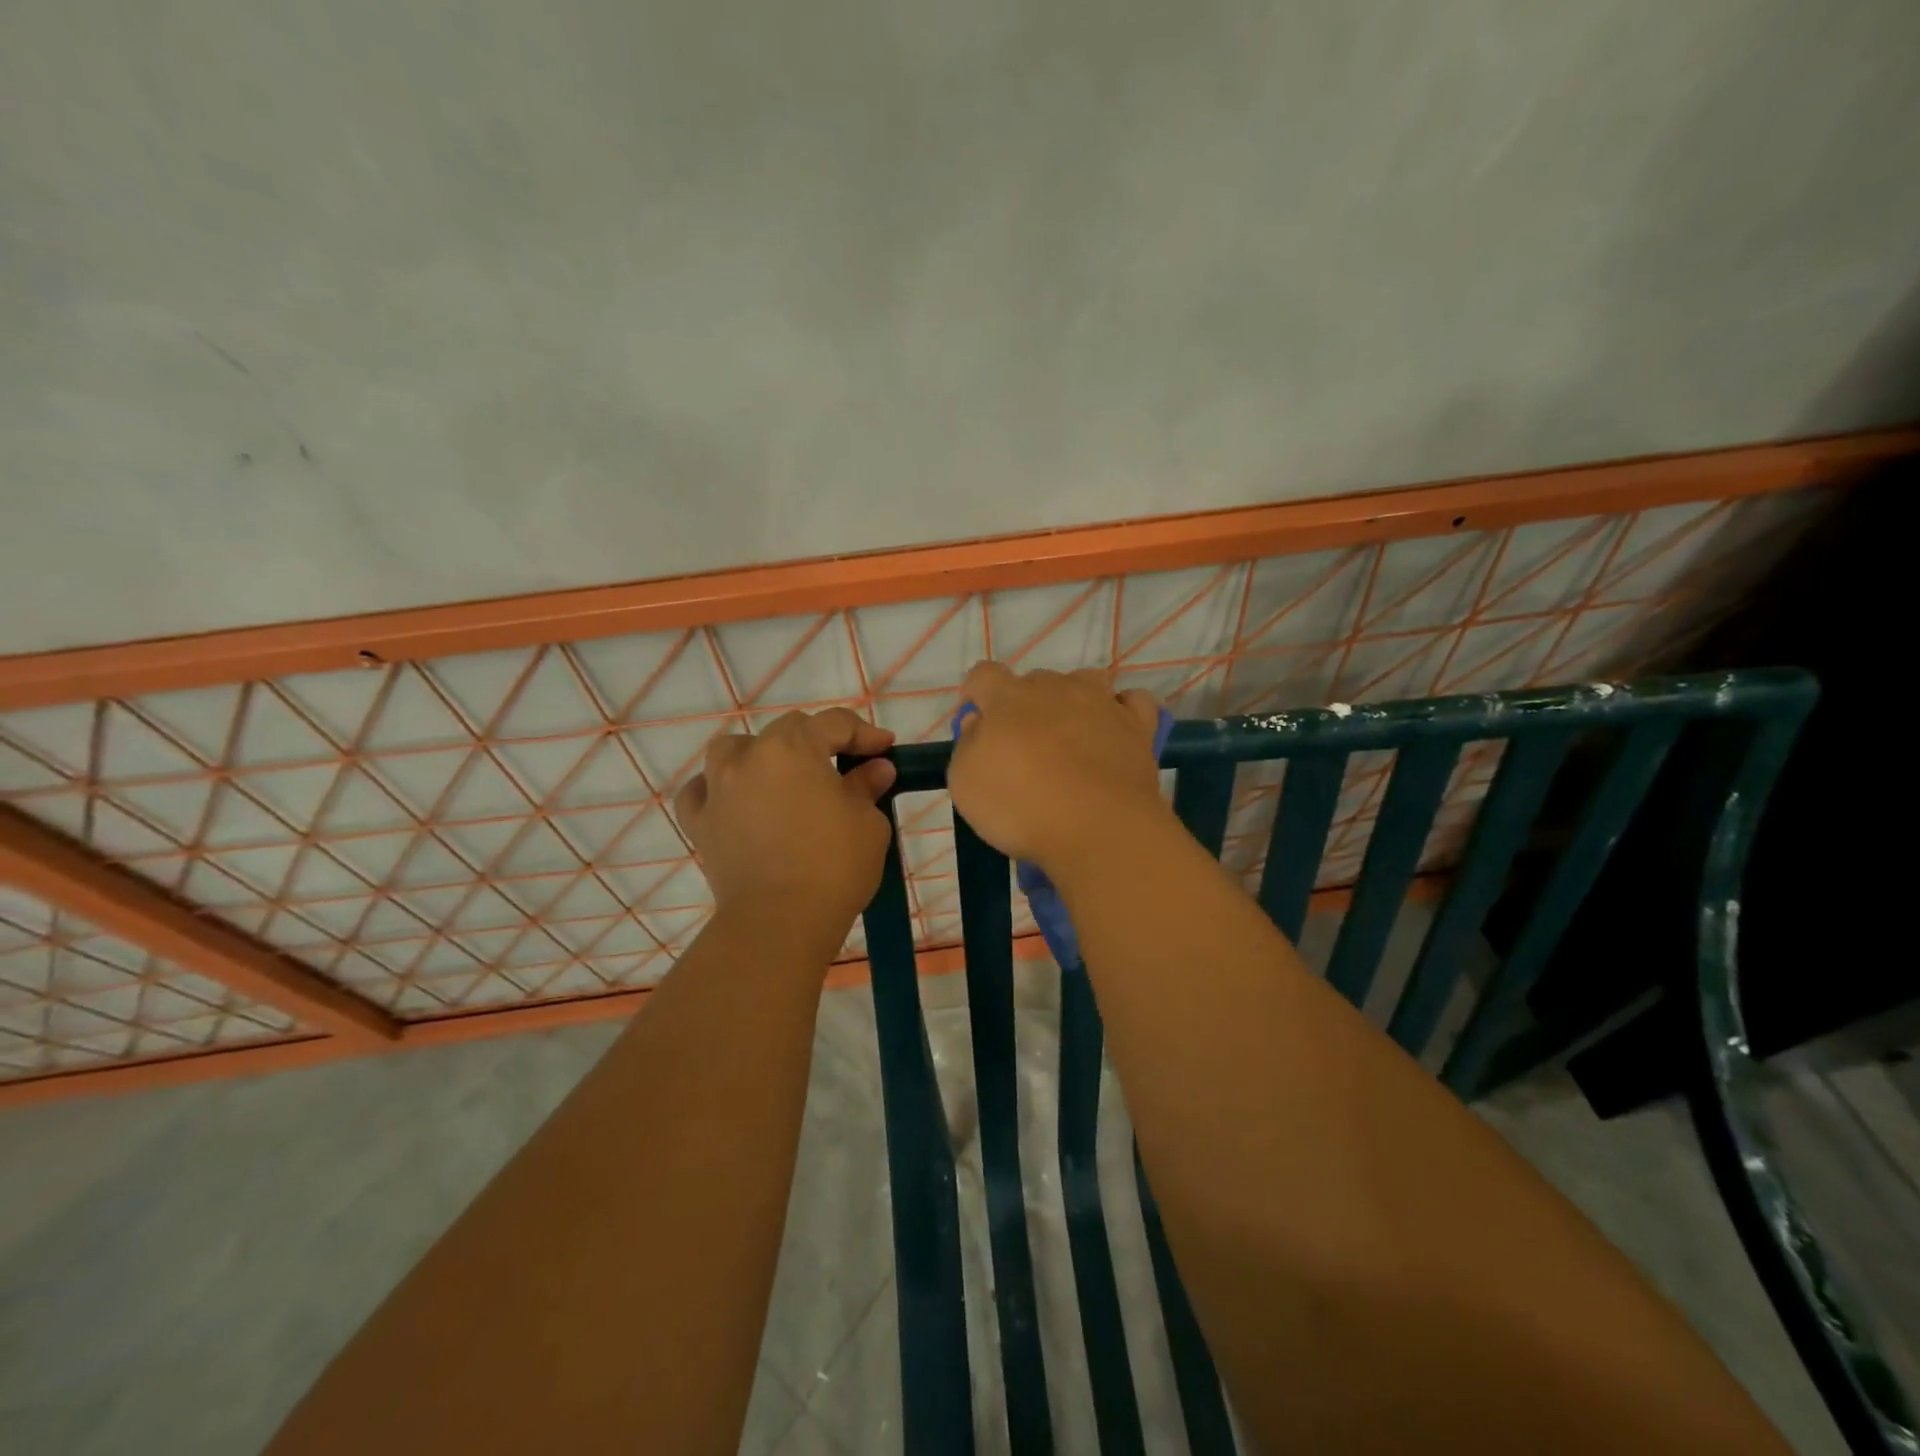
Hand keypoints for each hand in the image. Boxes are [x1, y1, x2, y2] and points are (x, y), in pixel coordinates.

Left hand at [673, 709, 897, 943]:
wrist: (779, 921)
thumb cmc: (833, 866)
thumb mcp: (867, 823)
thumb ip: (867, 787)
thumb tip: (875, 770)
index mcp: (794, 748)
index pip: (834, 724)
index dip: (864, 733)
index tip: (884, 750)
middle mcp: (750, 758)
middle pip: (786, 731)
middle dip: (818, 742)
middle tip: (843, 768)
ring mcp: (718, 789)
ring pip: (733, 751)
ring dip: (759, 755)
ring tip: (780, 778)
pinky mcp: (700, 824)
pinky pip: (701, 793)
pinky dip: (718, 790)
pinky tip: (735, 802)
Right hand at [947, 663, 1166, 872]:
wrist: (1097, 828)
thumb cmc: (1020, 806)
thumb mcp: (965, 783)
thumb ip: (968, 744)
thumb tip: (978, 722)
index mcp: (1008, 698)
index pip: (984, 675)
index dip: (976, 692)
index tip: (976, 717)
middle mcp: (1055, 688)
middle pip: (1035, 680)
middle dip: (1026, 702)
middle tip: (1024, 743)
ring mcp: (1101, 703)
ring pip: (1085, 680)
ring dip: (1074, 698)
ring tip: (1071, 732)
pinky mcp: (1137, 725)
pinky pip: (1132, 701)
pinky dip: (1122, 710)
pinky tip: (1114, 730)